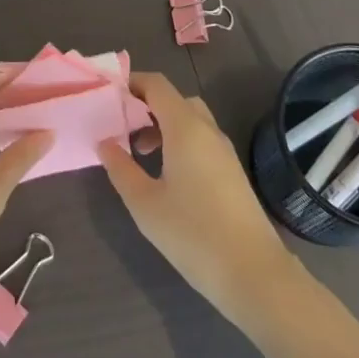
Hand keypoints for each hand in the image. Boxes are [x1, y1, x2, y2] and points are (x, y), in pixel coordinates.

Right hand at [99, 72, 298, 324]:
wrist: (254, 274)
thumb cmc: (193, 234)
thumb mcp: (144, 203)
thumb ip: (120, 168)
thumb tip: (104, 142)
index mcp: (185, 127)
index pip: (157, 85)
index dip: (131, 83)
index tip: (107, 96)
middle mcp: (207, 130)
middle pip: (174, 99)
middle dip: (146, 105)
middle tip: (121, 126)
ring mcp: (224, 151)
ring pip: (190, 121)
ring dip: (162, 126)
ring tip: (139, 153)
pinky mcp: (232, 172)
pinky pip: (201, 140)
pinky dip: (179, 142)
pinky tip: (165, 175)